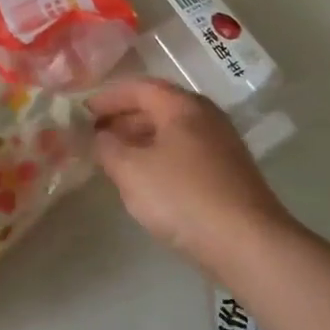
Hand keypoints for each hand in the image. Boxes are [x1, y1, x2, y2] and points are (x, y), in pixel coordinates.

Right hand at [88, 78, 293, 265]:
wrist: (247, 243)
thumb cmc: (183, 197)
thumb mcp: (131, 171)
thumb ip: (107, 148)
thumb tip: (99, 136)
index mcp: (183, 106)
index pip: (139, 87)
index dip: (107, 97)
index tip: (82, 113)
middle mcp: (206, 117)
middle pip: (158, 107)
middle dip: (123, 118)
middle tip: (94, 135)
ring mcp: (221, 145)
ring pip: (172, 132)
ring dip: (140, 139)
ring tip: (113, 158)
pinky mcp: (228, 172)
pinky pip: (184, 153)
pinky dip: (159, 156)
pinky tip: (146, 180)